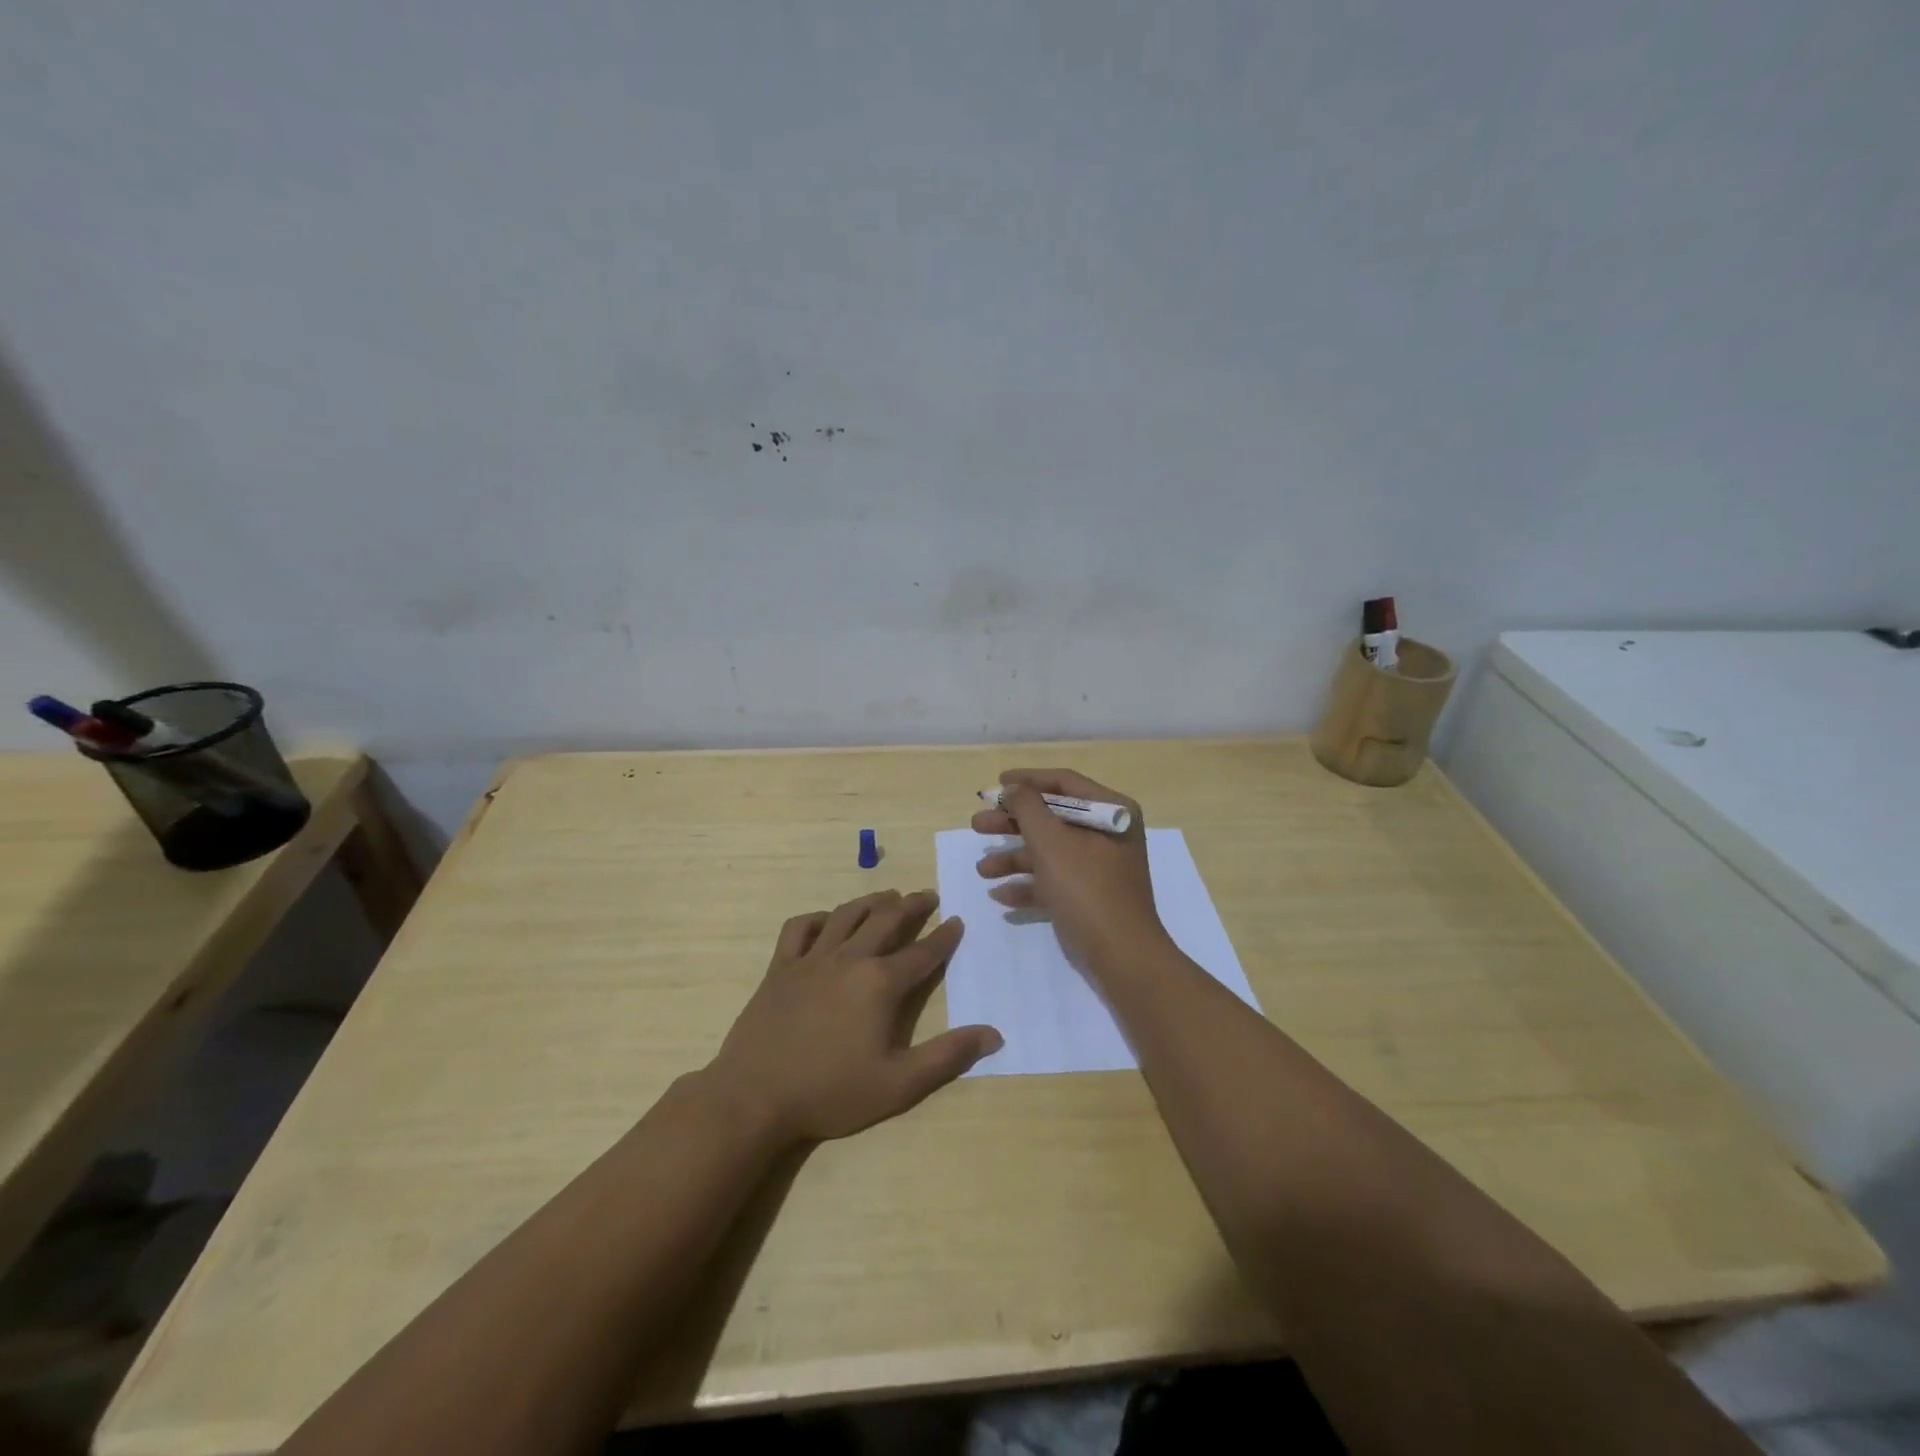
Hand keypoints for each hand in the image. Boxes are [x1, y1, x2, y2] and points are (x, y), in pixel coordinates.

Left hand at [704, 890, 1001, 1144]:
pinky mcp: (780, 967)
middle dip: (911, 905)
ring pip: (846, 915)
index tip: (957, 920)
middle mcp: (850, 959)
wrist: (755, 1096)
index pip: (923, 952)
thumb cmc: (831, 1092)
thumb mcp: (899, 1084)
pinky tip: (826, 921)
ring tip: (887, 895)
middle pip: (886, 920)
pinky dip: (817, 918)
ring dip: (870, 901)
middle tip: (928, 895)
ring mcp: (811, 959)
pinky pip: (800, 928)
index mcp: (880, 983)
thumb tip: (993, 1034)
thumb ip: (947, 1056)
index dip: (944, 936)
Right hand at [971, 768, 1170, 972]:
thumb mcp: (1051, 842)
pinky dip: (1028, 885)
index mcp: (1111, 811)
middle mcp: (1107, 834)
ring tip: (982, 870)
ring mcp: (1098, 867)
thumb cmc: (1087, 889)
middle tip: (977, 825)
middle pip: (1051, 818)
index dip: (1027, 781)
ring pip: (1048, 852)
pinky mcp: (1089, 896)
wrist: (1121, 957)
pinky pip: (1053, 881)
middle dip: (1012, 823)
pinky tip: (1000, 895)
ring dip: (1013, 858)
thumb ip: (1027, 808)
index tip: (995, 785)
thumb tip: (1014, 789)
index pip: (1063, 782)